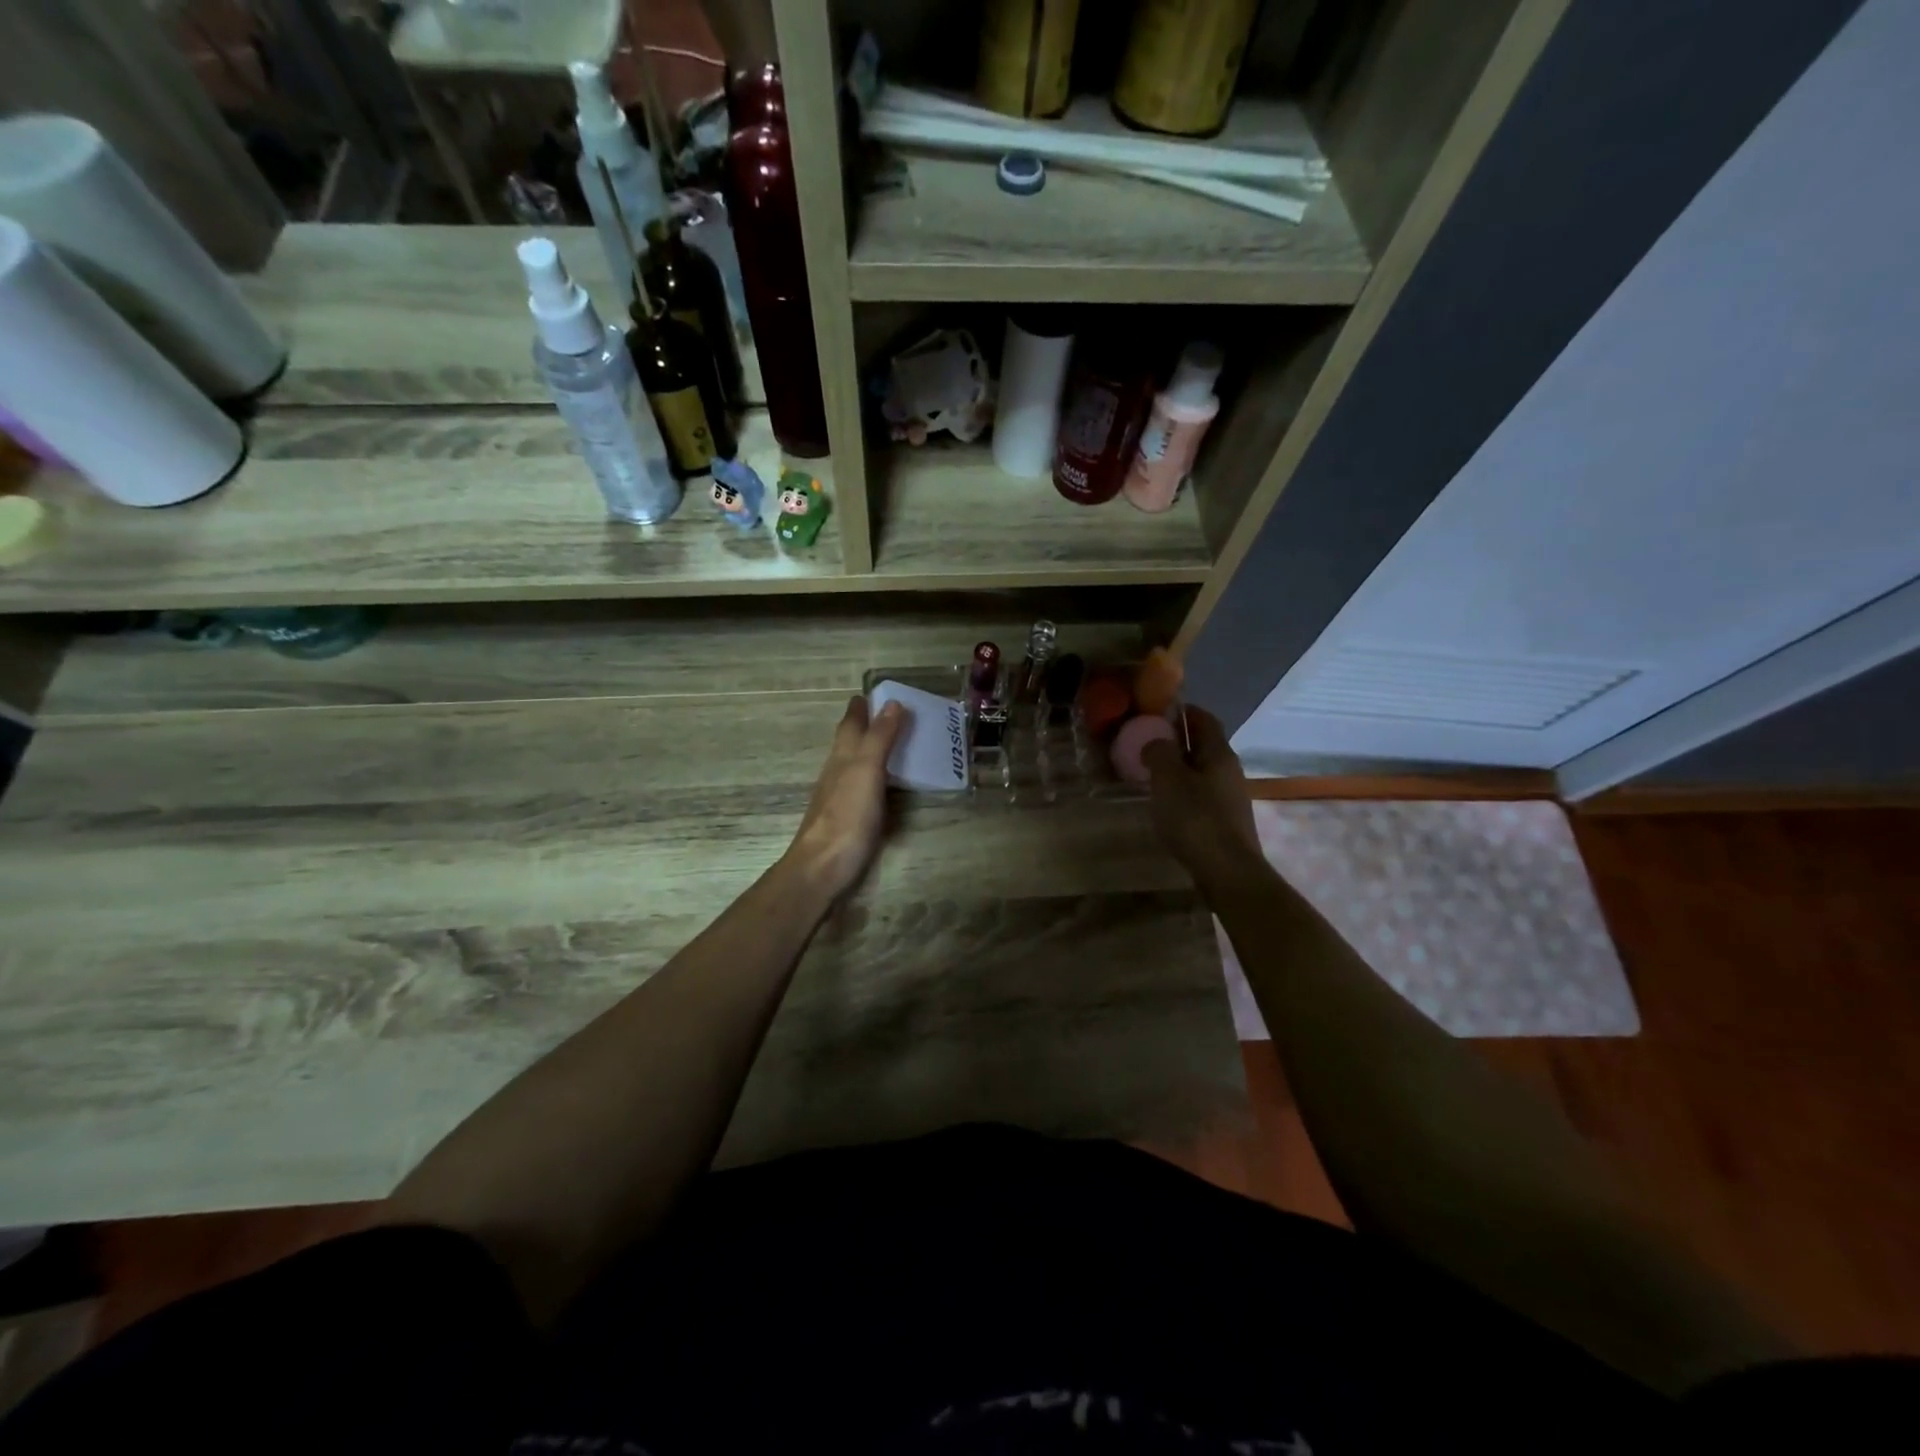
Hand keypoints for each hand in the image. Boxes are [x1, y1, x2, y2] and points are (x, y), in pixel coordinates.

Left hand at [783, 695, 905, 900]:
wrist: (822, 868)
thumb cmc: (846, 816)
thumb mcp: (866, 771)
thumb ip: (879, 738)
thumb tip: (891, 702)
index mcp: (843, 757)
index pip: (850, 725)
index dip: (860, 709)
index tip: (869, 694)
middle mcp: (838, 773)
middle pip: (849, 743)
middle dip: (864, 727)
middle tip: (887, 715)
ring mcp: (840, 799)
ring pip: (853, 766)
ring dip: (869, 752)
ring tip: (891, 745)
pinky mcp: (847, 821)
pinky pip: (862, 789)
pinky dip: (874, 779)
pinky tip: (883, 787)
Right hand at [1141, 707, 1264, 890]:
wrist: (1227, 871)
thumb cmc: (1196, 819)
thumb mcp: (1169, 779)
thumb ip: (1159, 753)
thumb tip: (1156, 741)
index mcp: (1219, 753)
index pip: (1204, 719)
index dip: (1183, 711)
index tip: (1158, 711)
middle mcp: (1229, 770)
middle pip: (1204, 745)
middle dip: (1178, 741)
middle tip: (1147, 742)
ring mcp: (1230, 797)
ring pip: (1202, 772)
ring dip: (1179, 768)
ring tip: (1151, 774)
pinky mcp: (1226, 821)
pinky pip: (1202, 795)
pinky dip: (1184, 791)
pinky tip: (1167, 804)